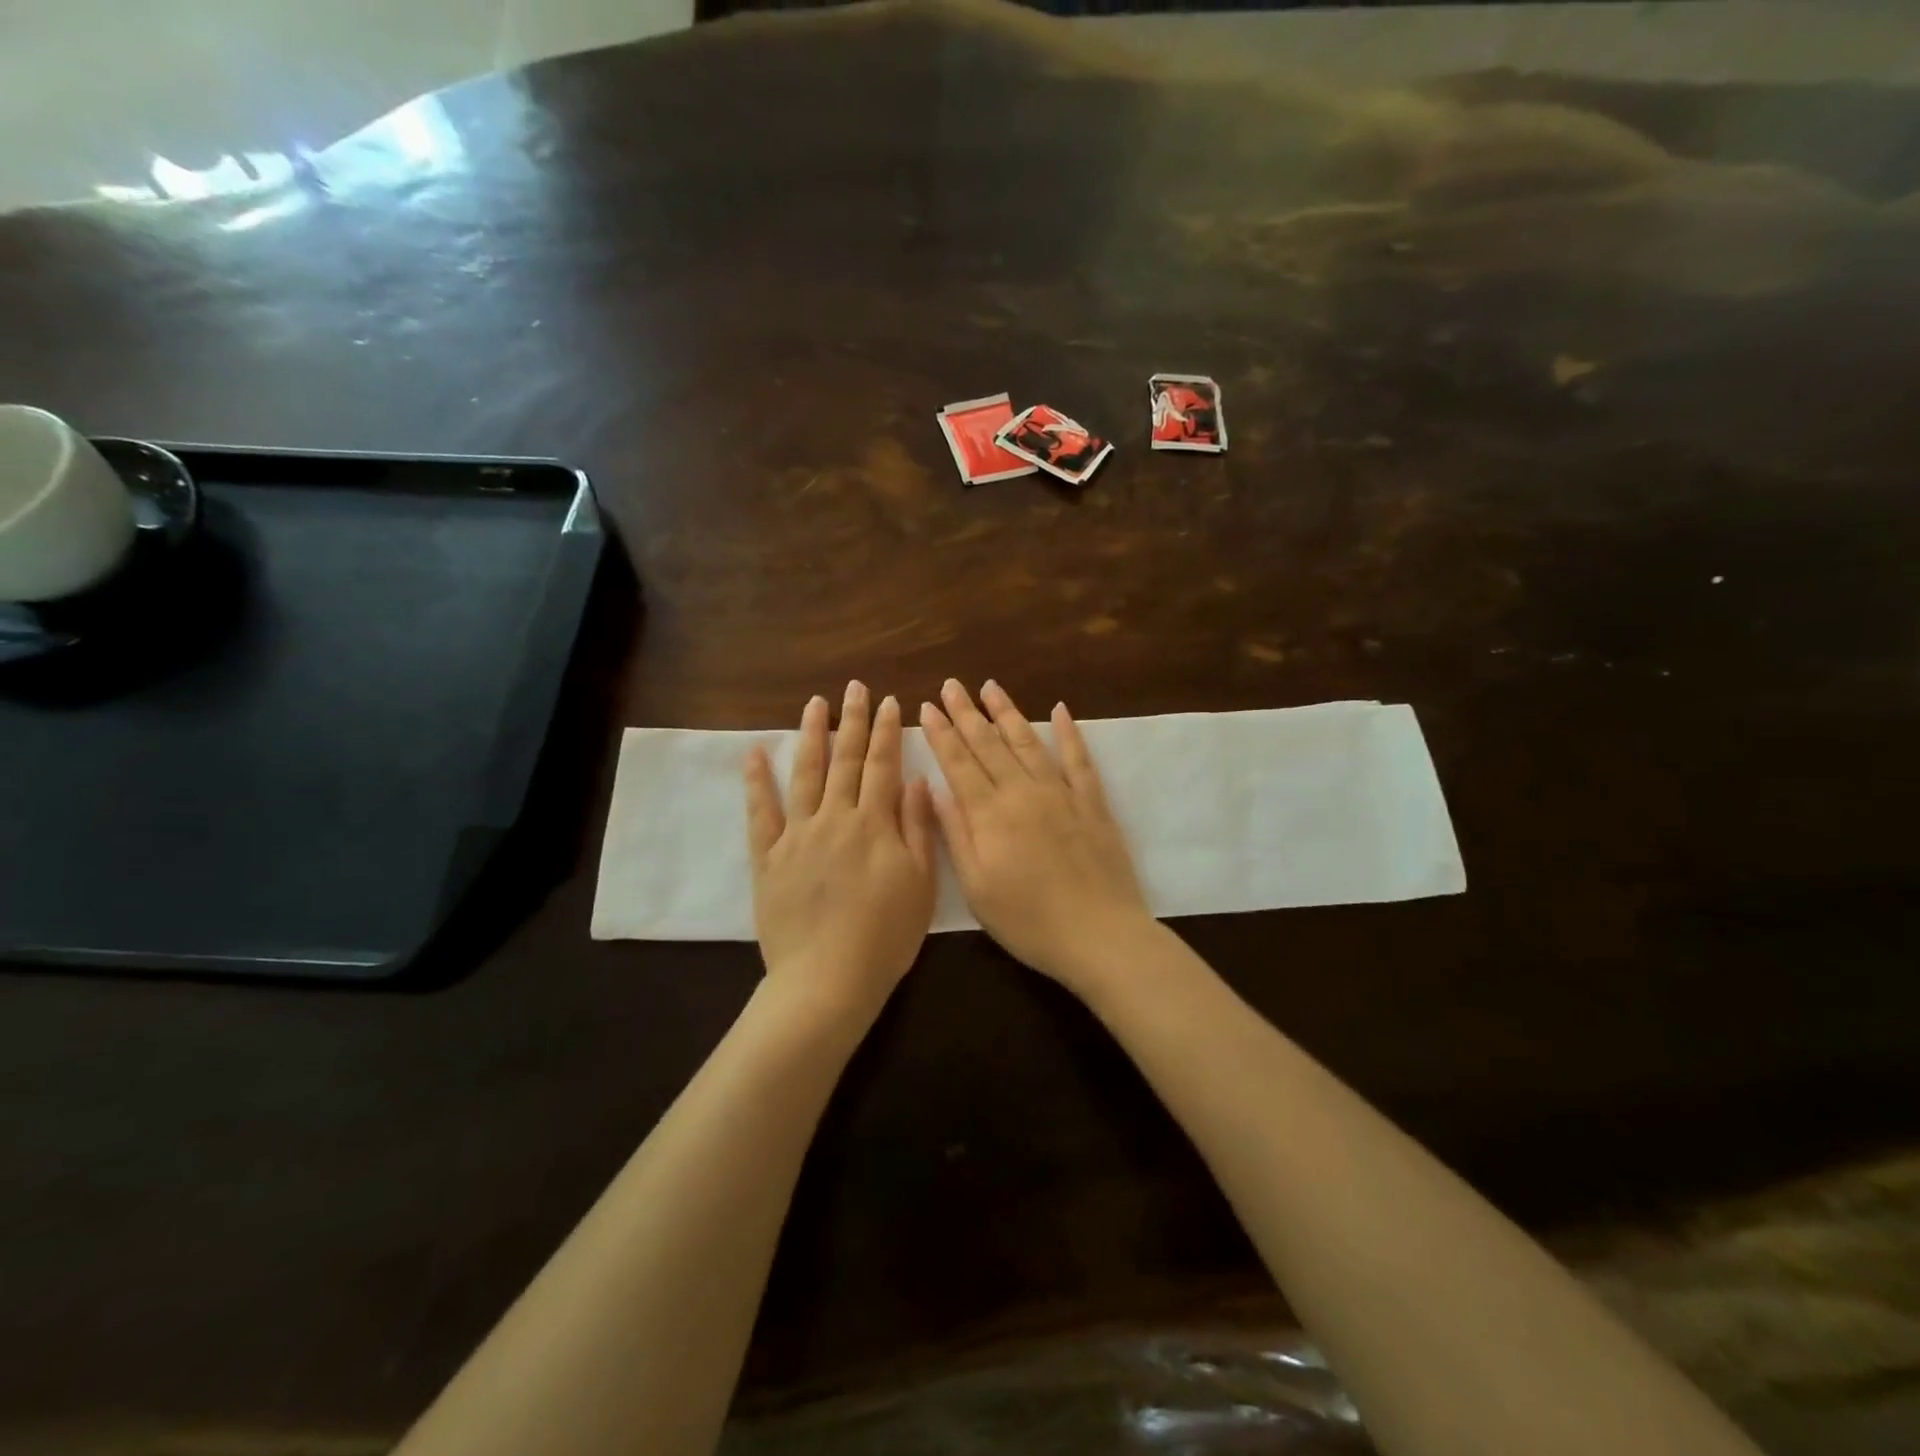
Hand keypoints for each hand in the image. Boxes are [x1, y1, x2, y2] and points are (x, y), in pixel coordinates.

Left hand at [745, 682, 936, 1022]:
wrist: (827, 979)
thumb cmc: (885, 937)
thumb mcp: (920, 884)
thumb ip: (916, 828)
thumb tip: (914, 781)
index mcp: (874, 825)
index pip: (882, 766)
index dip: (888, 732)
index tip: (890, 702)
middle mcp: (835, 819)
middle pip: (845, 761)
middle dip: (853, 721)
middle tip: (855, 687)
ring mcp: (797, 835)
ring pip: (805, 775)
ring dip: (811, 736)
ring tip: (814, 703)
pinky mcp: (768, 857)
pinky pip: (760, 813)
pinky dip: (757, 781)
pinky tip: (755, 753)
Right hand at [920, 679, 1150, 994]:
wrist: (1099, 934)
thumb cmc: (1028, 920)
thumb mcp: (977, 888)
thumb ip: (956, 835)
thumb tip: (935, 789)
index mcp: (990, 815)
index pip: (959, 763)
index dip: (942, 733)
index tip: (928, 706)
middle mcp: (1023, 793)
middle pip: (989, 744)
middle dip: (967, 713)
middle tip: (951, 685)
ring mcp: (1061, 794)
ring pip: (1028, 742)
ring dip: (1008, 713)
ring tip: (990, 687)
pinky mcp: (1092, 803)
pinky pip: (1079, 759)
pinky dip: (1069, 733)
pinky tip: (1060, 710)